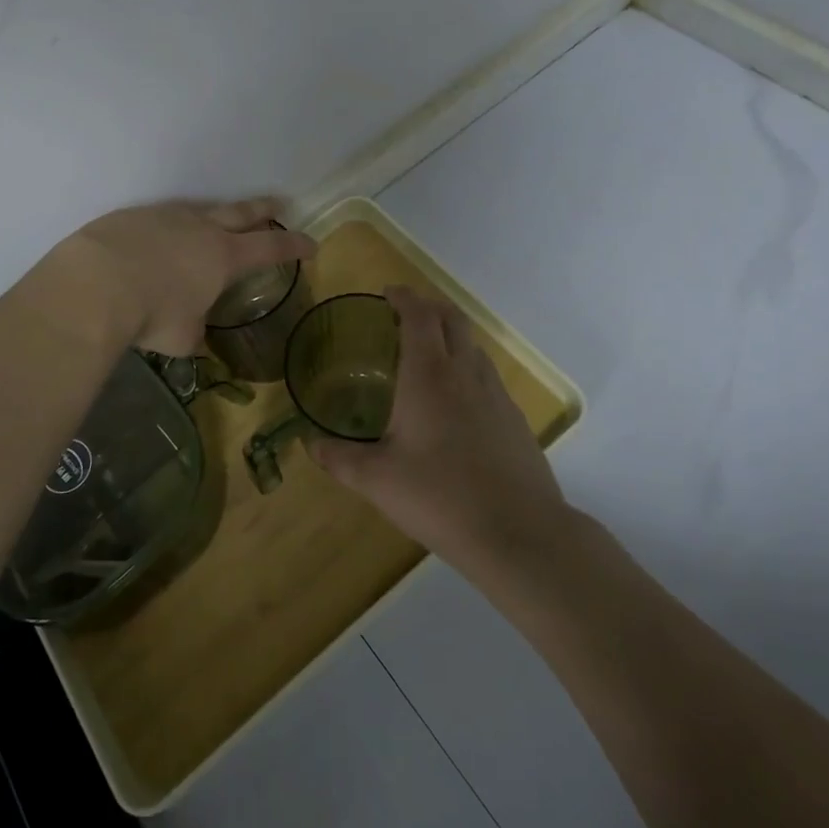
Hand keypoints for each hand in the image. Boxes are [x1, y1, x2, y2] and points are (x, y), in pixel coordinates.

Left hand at [54, 197, 316, 355]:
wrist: (95, 283)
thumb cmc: (151, 314)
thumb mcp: (180, 337)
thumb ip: (193, 333)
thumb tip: (193, 338)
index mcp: (223, 256)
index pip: (270, 246)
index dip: (293, 245)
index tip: (311, 243)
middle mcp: (200, 229)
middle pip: (241, 212)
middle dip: (263, 209)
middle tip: (278, 203)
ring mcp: (165, 216)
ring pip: (199, 210)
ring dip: (213, 214)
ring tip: (214, 220)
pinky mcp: (133, 215)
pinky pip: (159, 217)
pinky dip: (167, 227)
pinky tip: (156, 238)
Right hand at [309, 286, 565, 563]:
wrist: (519, 534)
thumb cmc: (440, 497)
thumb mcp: (377, 480)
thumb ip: (339, 458)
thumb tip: (309, 443)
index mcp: (429, 375)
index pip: (419, 315)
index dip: (404, 297)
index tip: (387, 293)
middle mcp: (465, 373)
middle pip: (452, 318)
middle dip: (429, 306)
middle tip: (405, 314)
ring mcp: (496, 394)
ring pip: (474, 345)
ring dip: (451, 335)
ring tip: (427, 353)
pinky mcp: (515, 419)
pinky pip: (487, 375)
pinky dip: (467, 366)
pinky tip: (456, 401)